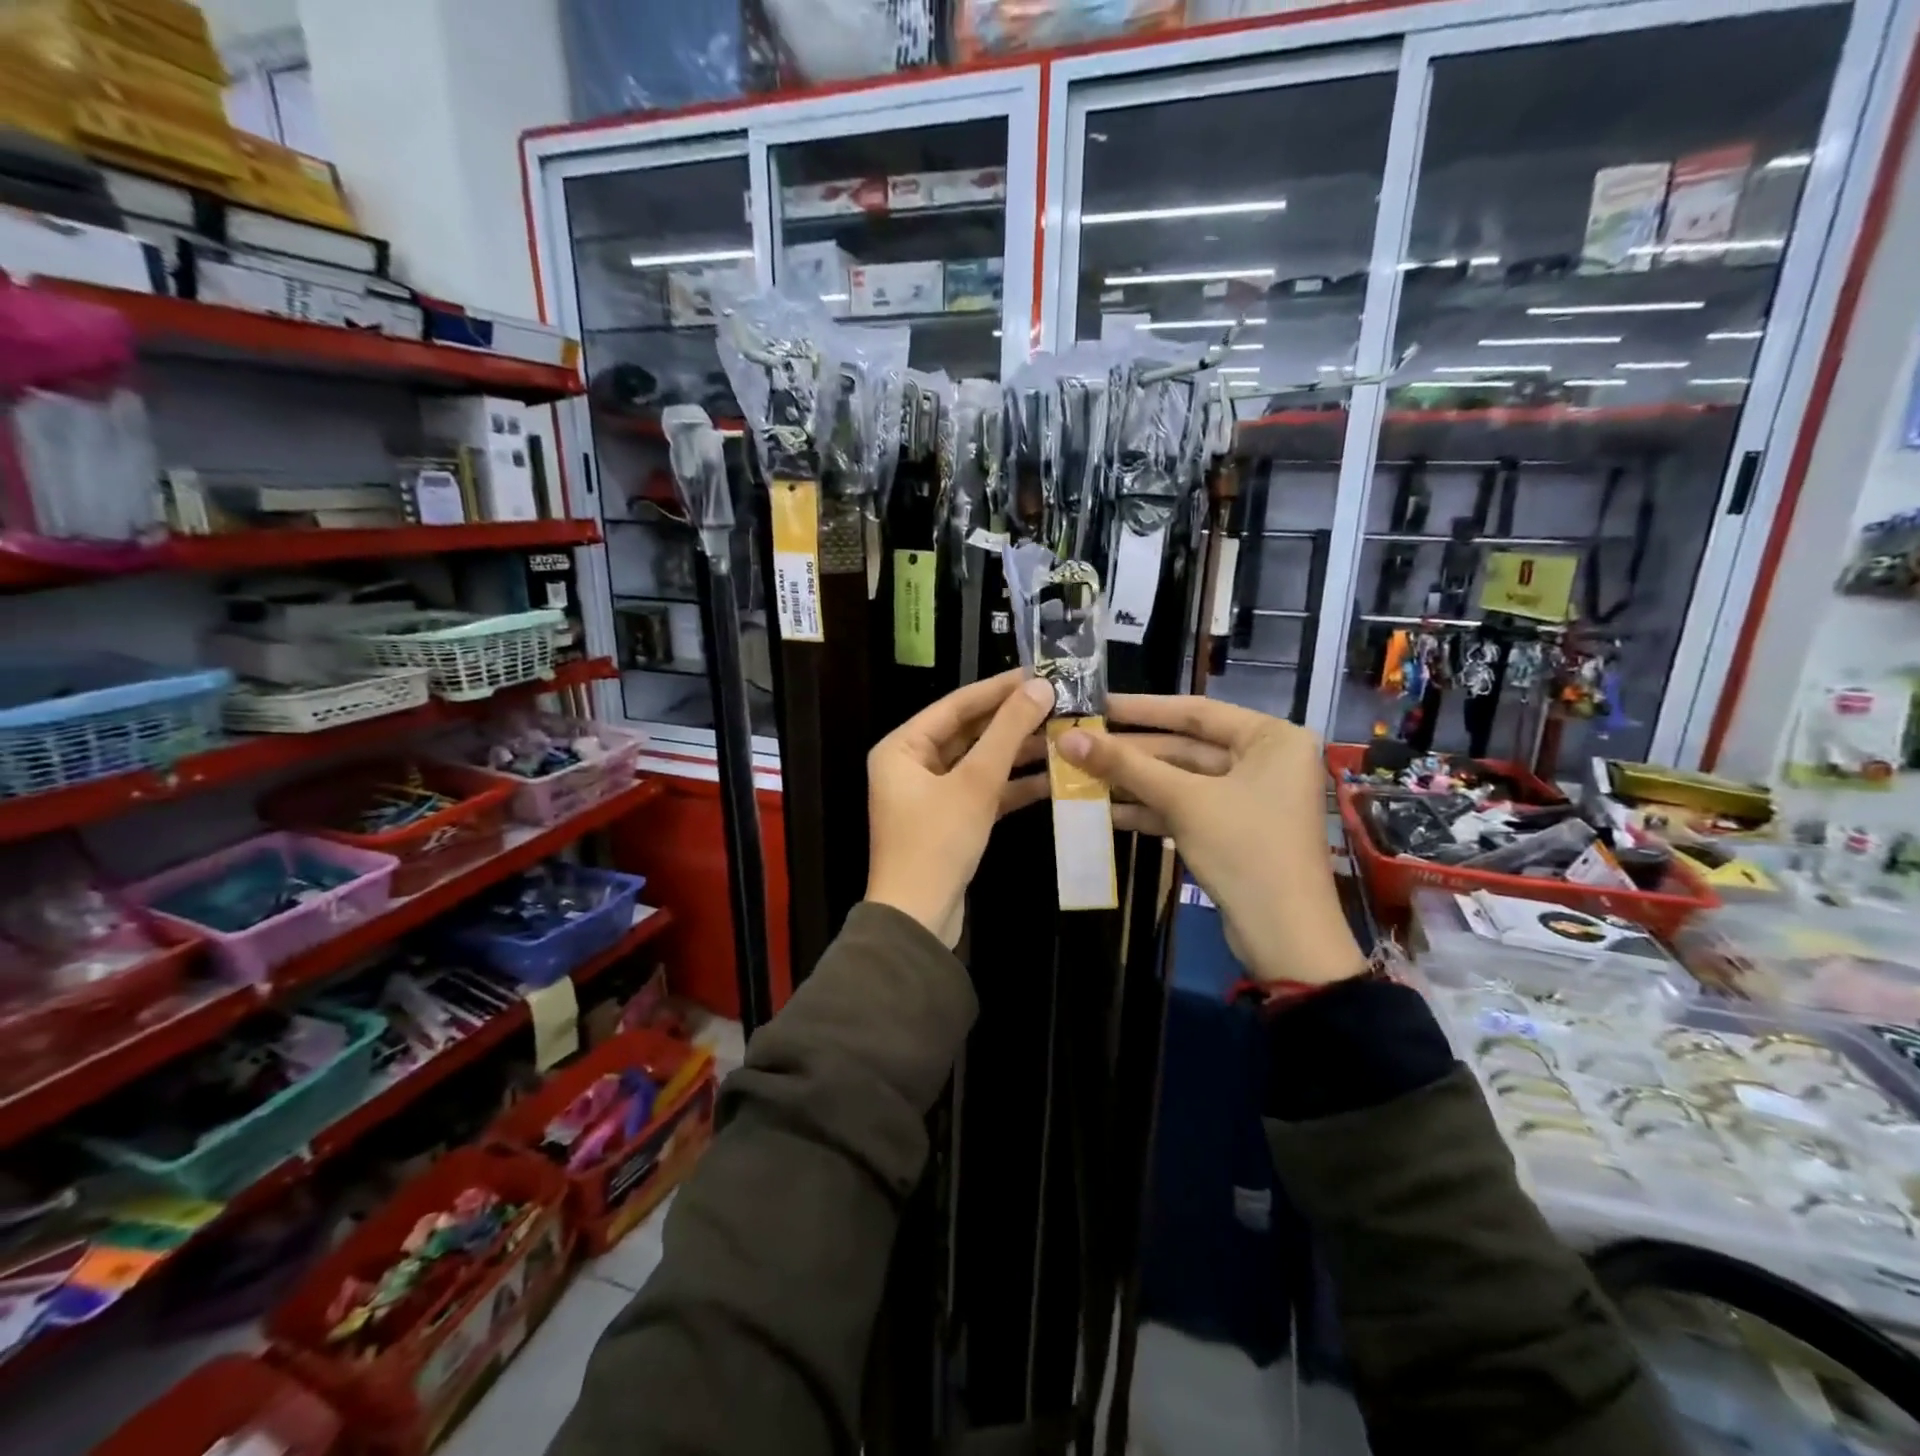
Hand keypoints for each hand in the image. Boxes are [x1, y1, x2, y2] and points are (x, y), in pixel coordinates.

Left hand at [866, 671, 1054, 946]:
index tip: (1039, 672)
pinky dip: (1013, 785)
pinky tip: (1053, 777)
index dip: (999, 688)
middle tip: (1057, 702)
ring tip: (1063, 734)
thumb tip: (1039, 686)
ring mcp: (931, 794)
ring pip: (979, 762)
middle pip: (969, 732)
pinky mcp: (950, 820)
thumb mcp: (975, 782)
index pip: (956, 705)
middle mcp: (912, 764)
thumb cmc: (937, 842)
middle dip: (1013, 721)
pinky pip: (983, 791)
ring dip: (1018, 752)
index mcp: (902, 747)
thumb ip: (1007, 732)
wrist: (919, 919)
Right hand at [1058, 696, 1365, 986]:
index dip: (1141, 708)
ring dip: (1133, 783)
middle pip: (1185, 747)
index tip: (1096, 704)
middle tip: (1079, 745)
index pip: (1195, 711)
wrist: (1284, 936)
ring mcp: (1249, 797)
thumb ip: (1126, 766)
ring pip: (1181, 780)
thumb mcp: (1184, 801)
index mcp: (1270, 738)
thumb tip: (1067, 738)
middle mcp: (1264, 760)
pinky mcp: (1234, 830)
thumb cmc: (1244, 850)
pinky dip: (1150, 809)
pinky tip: (1105, 812)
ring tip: (1081, 777)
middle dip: (1131, 752)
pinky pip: (1186, 808)